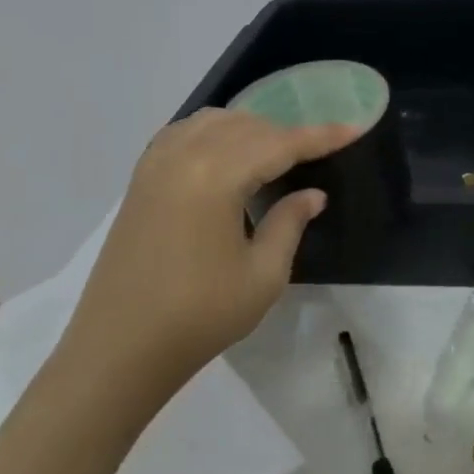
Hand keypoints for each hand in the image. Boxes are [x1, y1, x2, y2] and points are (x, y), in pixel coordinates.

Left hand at [60, 109, 360, 397]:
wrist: (118, 350)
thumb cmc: (199, 316)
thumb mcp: (263, 275)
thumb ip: (290, 223)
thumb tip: (312, 194)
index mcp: (215, 178)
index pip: (280, 144)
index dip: (321, 136)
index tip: (355, 128)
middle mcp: (182, 158)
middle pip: (247, 126)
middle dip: (288, 133)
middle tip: (319, 152)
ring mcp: (154, 167)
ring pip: (213, 122)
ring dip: (250, 128)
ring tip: (276, 152)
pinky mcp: (139, 182)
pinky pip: (183, 133)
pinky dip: (214, 133)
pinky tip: (228, 153)